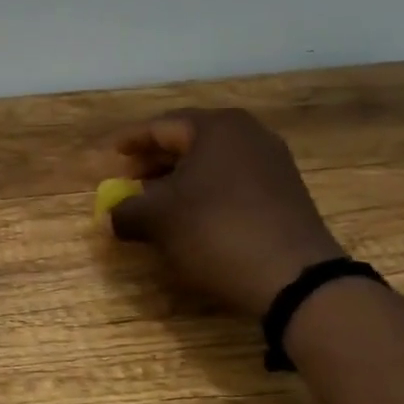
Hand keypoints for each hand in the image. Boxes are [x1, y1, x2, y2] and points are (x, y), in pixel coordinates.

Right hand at [108, 108, 342, 316]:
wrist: (293, 276)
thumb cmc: (215, 231)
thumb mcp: (157, 221)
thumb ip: (125, 211)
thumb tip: (113, 214)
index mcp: (217, 128)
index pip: (161, 126)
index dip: (131, 141)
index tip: (111, 153)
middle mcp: (248, 135)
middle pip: (189, 141)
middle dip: (155, 161)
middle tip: (128, 180)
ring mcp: (272, 163)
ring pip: (211, 163)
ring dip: (179, 181)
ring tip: (154, 203)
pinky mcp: (284, 192)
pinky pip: (232, 182)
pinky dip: (205, 193)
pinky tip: (190, 218)